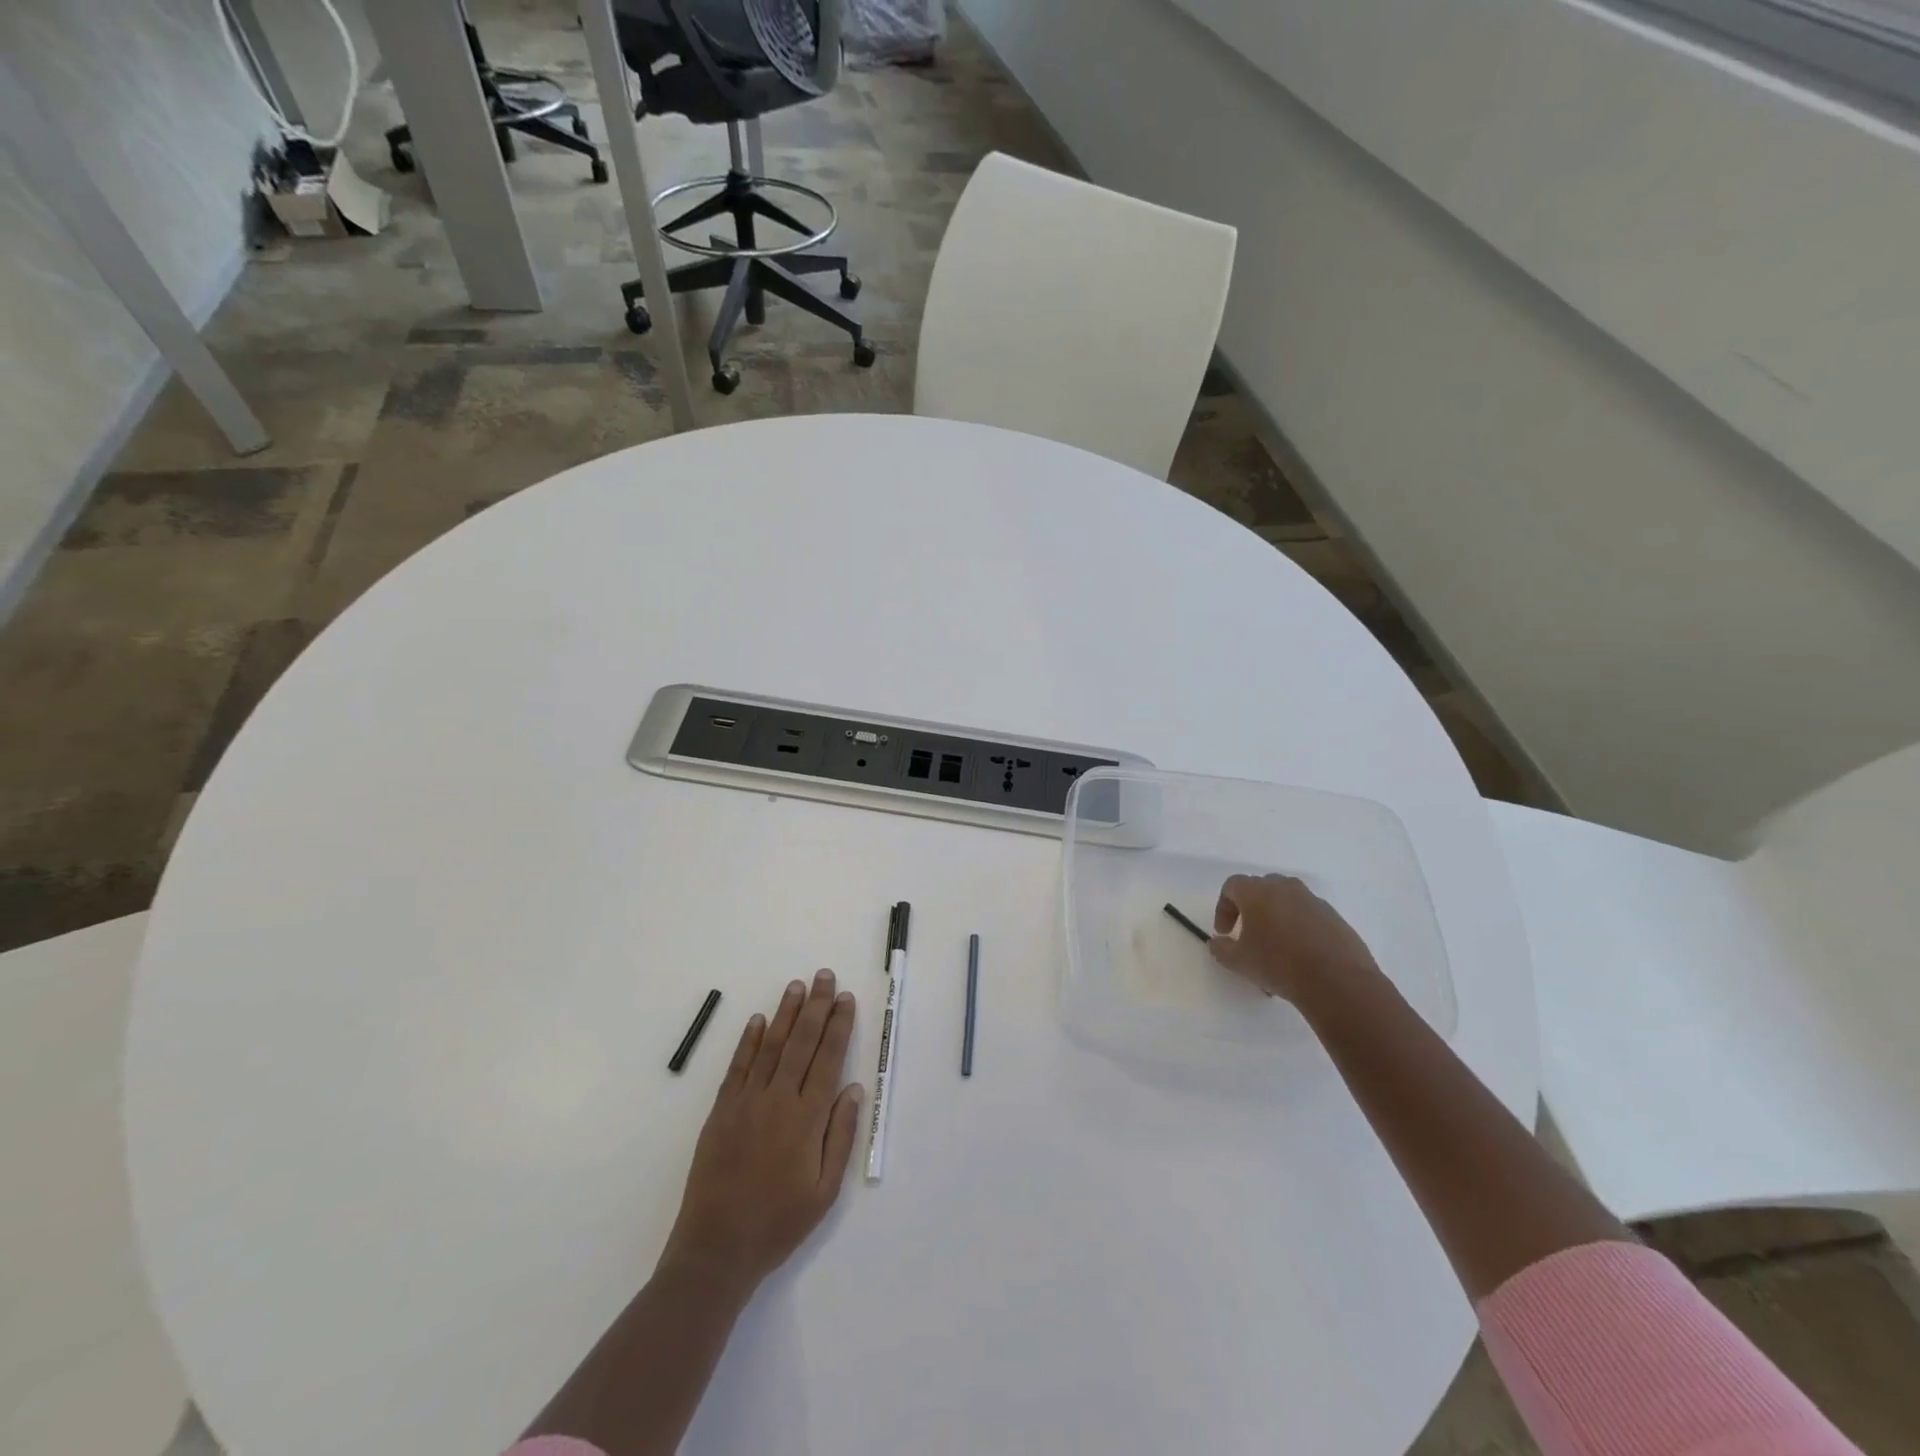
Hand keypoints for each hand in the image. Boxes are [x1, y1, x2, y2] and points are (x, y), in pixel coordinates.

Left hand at [660, 970, 863, 1294]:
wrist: (716, 1249)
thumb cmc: (779, 1223)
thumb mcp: (825, 1191)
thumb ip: (841, 1136)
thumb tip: (853, 1088)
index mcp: (807, 1119)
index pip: (828, 1059)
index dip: (839, 1026)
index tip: (846, 998)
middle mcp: (778, 1100)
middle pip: (801, 1042)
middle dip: (816, 1006)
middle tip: (824, 976)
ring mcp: (746, 1102)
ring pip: (770, 1046)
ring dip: (785, 1013)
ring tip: (796, 986)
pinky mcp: (721, 1110)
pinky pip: (738, 1066)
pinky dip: (749, 1041)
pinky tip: (758, 1020)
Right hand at [1210, 873, 1378, 1002]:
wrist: (1337, 981)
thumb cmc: (1278, 964)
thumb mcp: (1238, 962)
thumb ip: (1221, 949)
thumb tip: (1218, 943)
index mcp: (1257, 892)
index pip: (1232, 886)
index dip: (1223, 908)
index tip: (1225, 933)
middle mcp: (1285, 888)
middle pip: (1261, 887)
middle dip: (1251, 908)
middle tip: (1248, 934)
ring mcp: (1313, 901)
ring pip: (1287, 901)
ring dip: (1277, 917)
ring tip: (1276, 946)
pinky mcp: (1335, 917)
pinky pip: (1309, 915)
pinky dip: (1300, 927)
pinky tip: (1301, 955)